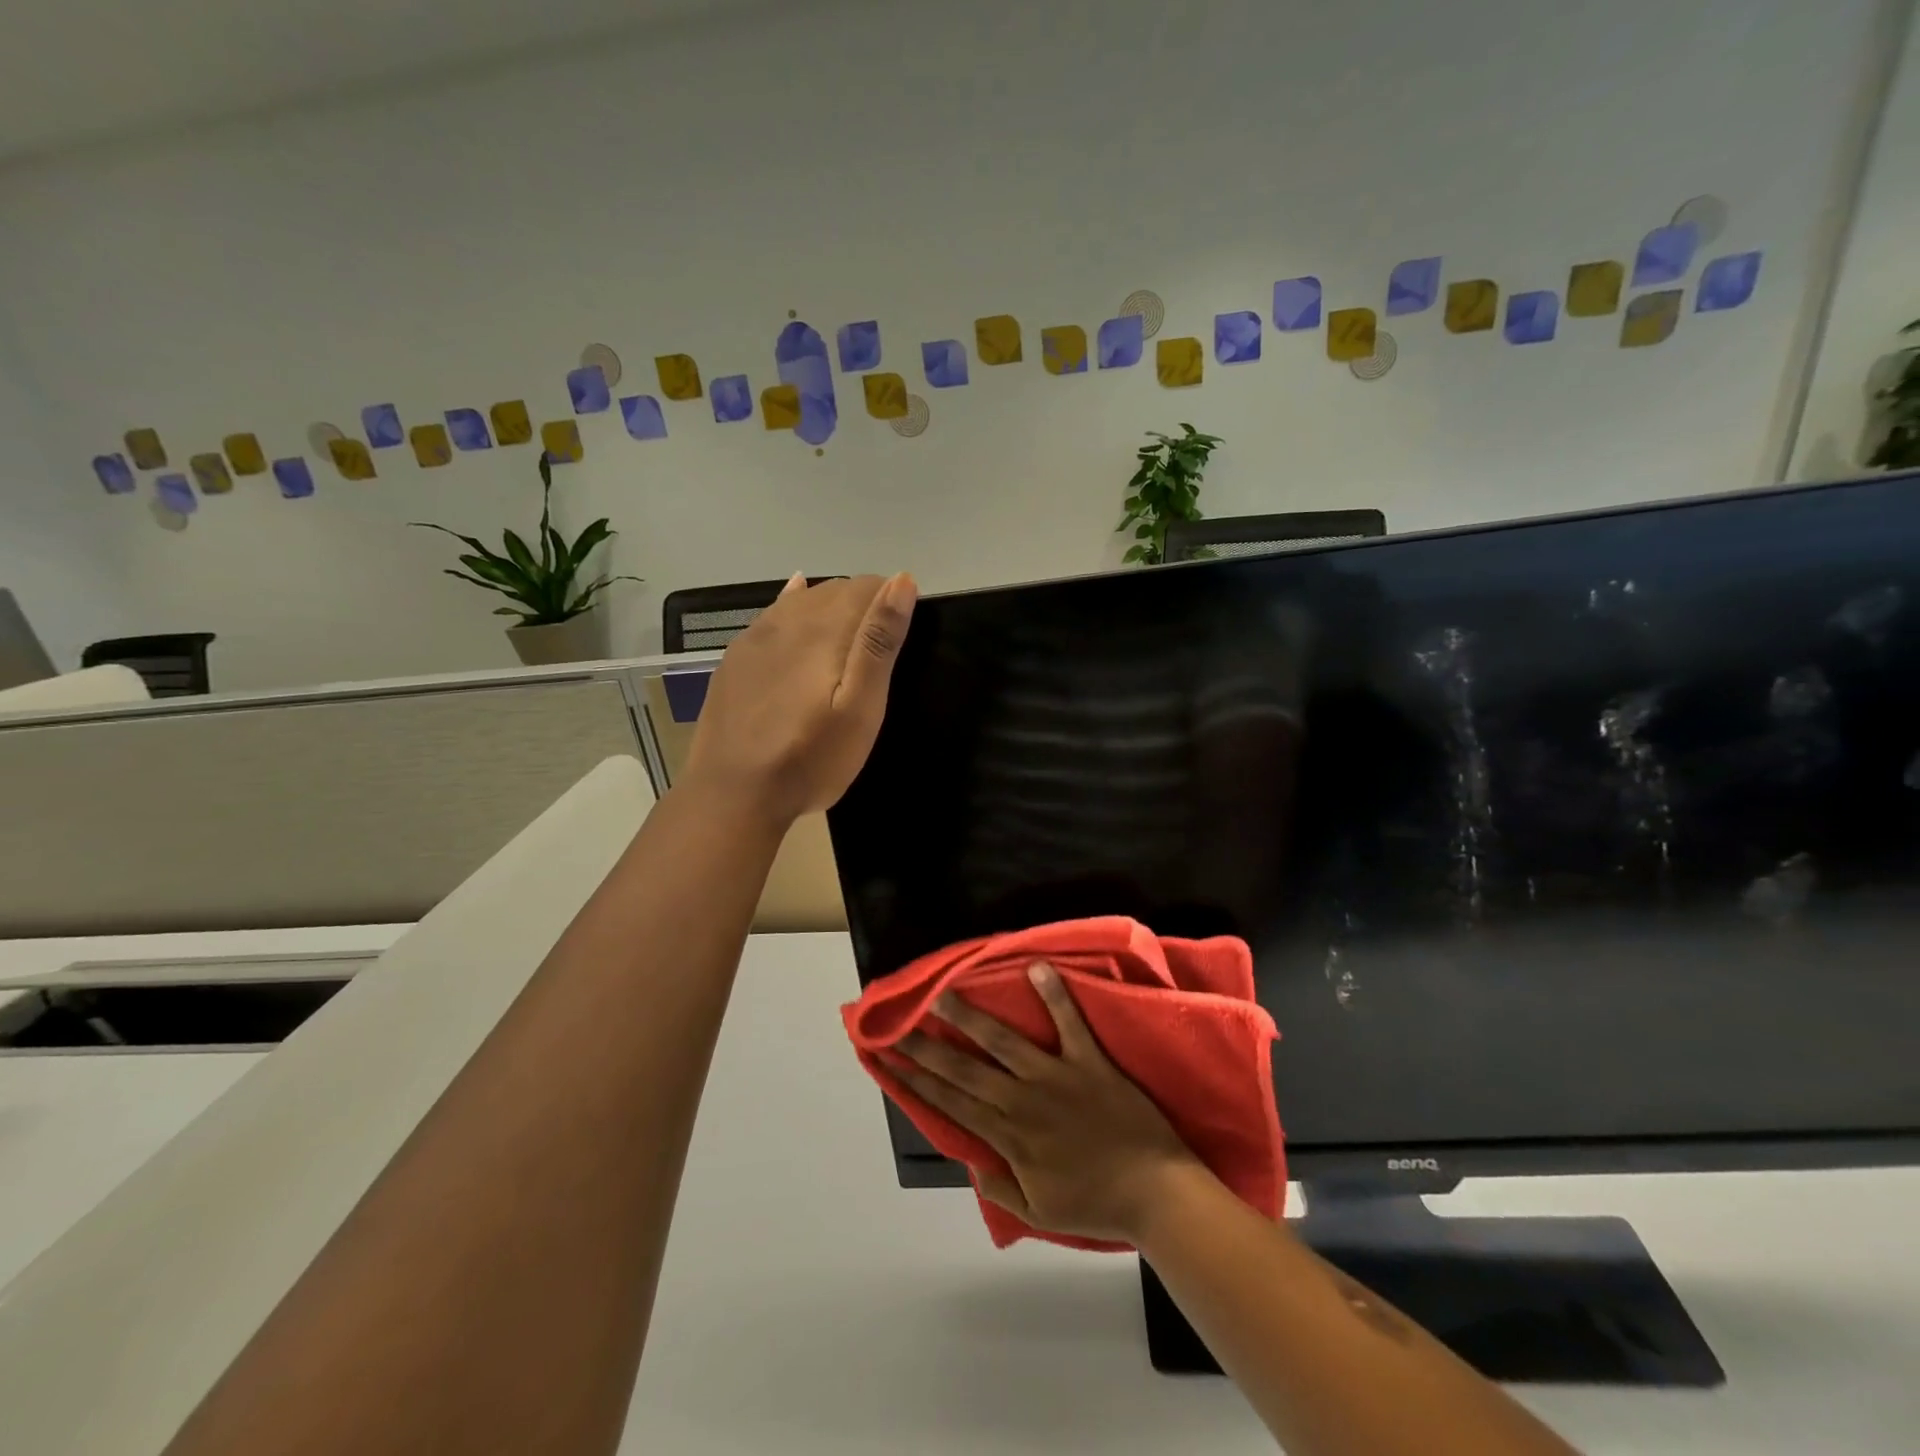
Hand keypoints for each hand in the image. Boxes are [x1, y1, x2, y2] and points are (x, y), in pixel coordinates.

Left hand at [683, 572, 914, 823]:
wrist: (733, 794)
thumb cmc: (810, 758)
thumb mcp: (861, 709)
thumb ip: (879, 642)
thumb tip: (902, 580)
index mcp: (824, 628)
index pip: (868, 586)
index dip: (892, 602)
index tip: (903, 636)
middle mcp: (788, 618)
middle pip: (835, 589)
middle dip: (864, 605)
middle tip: (879, 649)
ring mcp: (755, 636)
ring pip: (803, 600)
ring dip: (831, 608)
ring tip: (847, 640)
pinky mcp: (736, 656)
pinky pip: (772, 613)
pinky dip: (794, 605)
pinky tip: (797, 600)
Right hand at [895, 963, 1203, 1243]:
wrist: (1157, 1194)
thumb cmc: (1098, 1203)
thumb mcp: (1039, 1212)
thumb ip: (1001, 1187)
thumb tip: (970, 1159)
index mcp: (1009, 1138)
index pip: (950, 1104)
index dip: (915, 1081)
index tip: (887, 1059)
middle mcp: (1023, 1101)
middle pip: (964, 1070)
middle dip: (925, 1047)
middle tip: (897, 1024)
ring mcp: (1056, 1077)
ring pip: (1003, 1042)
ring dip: (970, 1017)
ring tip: (942, 992)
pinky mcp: (1089, 1061)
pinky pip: (1069, 1023)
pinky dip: (1054, 995)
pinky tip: (1037, 967)